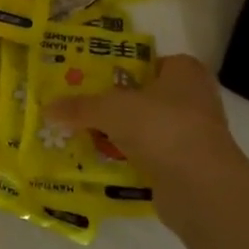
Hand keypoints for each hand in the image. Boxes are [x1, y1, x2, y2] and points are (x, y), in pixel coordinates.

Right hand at [46, 53, 248, 219]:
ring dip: (121, 134)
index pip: (148, 62)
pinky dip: (130, 159)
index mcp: (184, 72)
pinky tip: (102, 163)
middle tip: (81, 108)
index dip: (120, 68)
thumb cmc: (161, 127)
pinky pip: (150, 156)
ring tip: (84, 136)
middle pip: (145, 96)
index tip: (90, 80)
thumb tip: (47, 109)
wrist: (201, 186)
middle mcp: (194, 98)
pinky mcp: (188, 165)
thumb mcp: (111, 109)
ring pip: (146, 128)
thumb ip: (79, 107)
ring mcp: (193, 134)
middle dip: (115, 104)